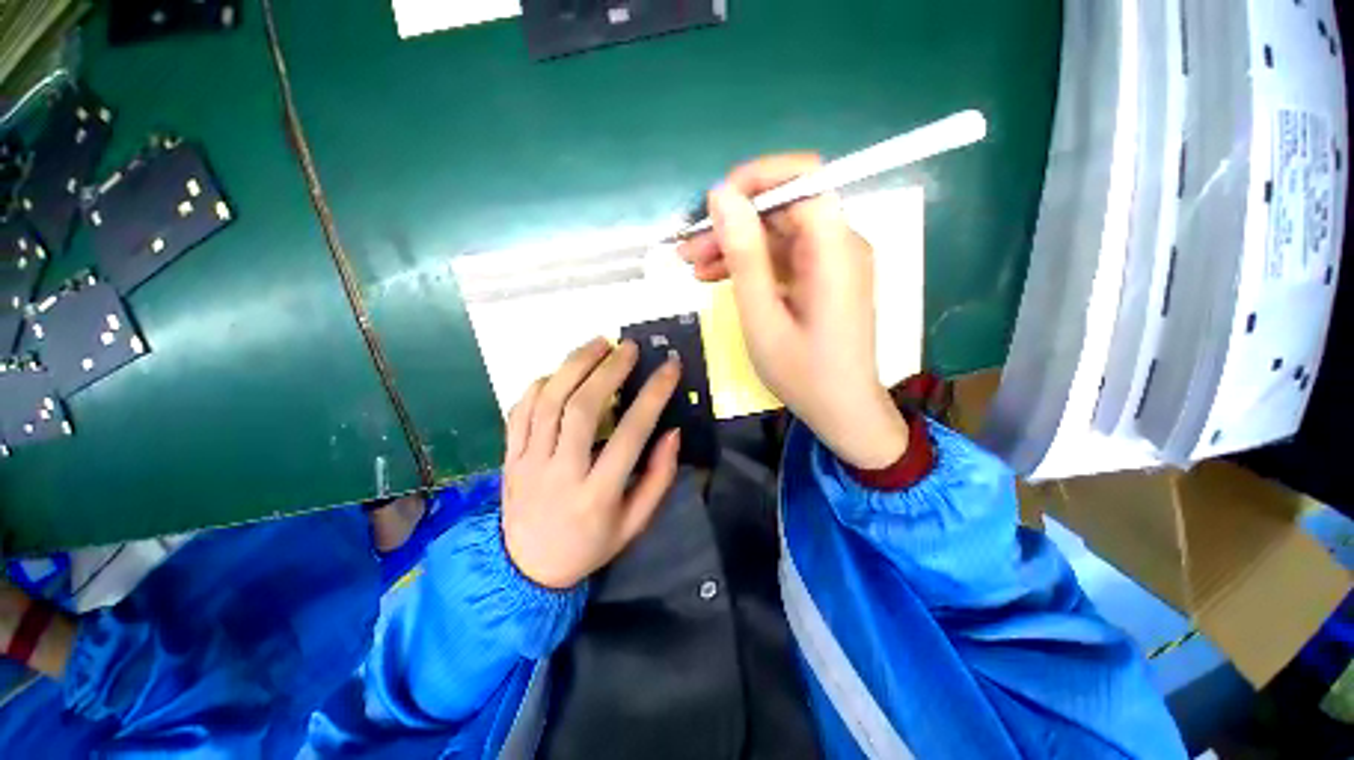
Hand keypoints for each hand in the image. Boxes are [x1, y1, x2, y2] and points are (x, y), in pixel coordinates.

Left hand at [501, 337, 681, 588]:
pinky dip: (541, 385)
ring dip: (574, 365)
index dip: (653, 395)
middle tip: (628, 347)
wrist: (526, 570)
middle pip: (582, 409)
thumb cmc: (590, 545)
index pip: (631, 434)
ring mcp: (528, 463)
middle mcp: (560, 473)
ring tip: (598, 343)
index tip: (670, 367)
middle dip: (609, 370)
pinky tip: (561, 371)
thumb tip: (672, 432)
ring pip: (548, 402)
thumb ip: (658, 478)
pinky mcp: (509, 457)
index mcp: (598, 495)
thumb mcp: (635, 524)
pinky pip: (520, 411)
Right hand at [678, 154, 907, 469]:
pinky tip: (716, 277)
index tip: (711, 206)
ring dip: (733, 244)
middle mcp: (839, 244)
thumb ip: (744, 255)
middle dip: (731, 222)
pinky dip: (749, 264)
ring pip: (776, 232)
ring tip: (692, 265)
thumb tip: (722, 195)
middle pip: (782, 207)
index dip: (754, 180)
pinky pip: (782, 257)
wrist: (842, 411)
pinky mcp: (821, 277)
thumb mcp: (762, 317)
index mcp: (834, 249)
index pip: (802, 178)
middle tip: (686, 247)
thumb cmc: (803, 374)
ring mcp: (831, 261)